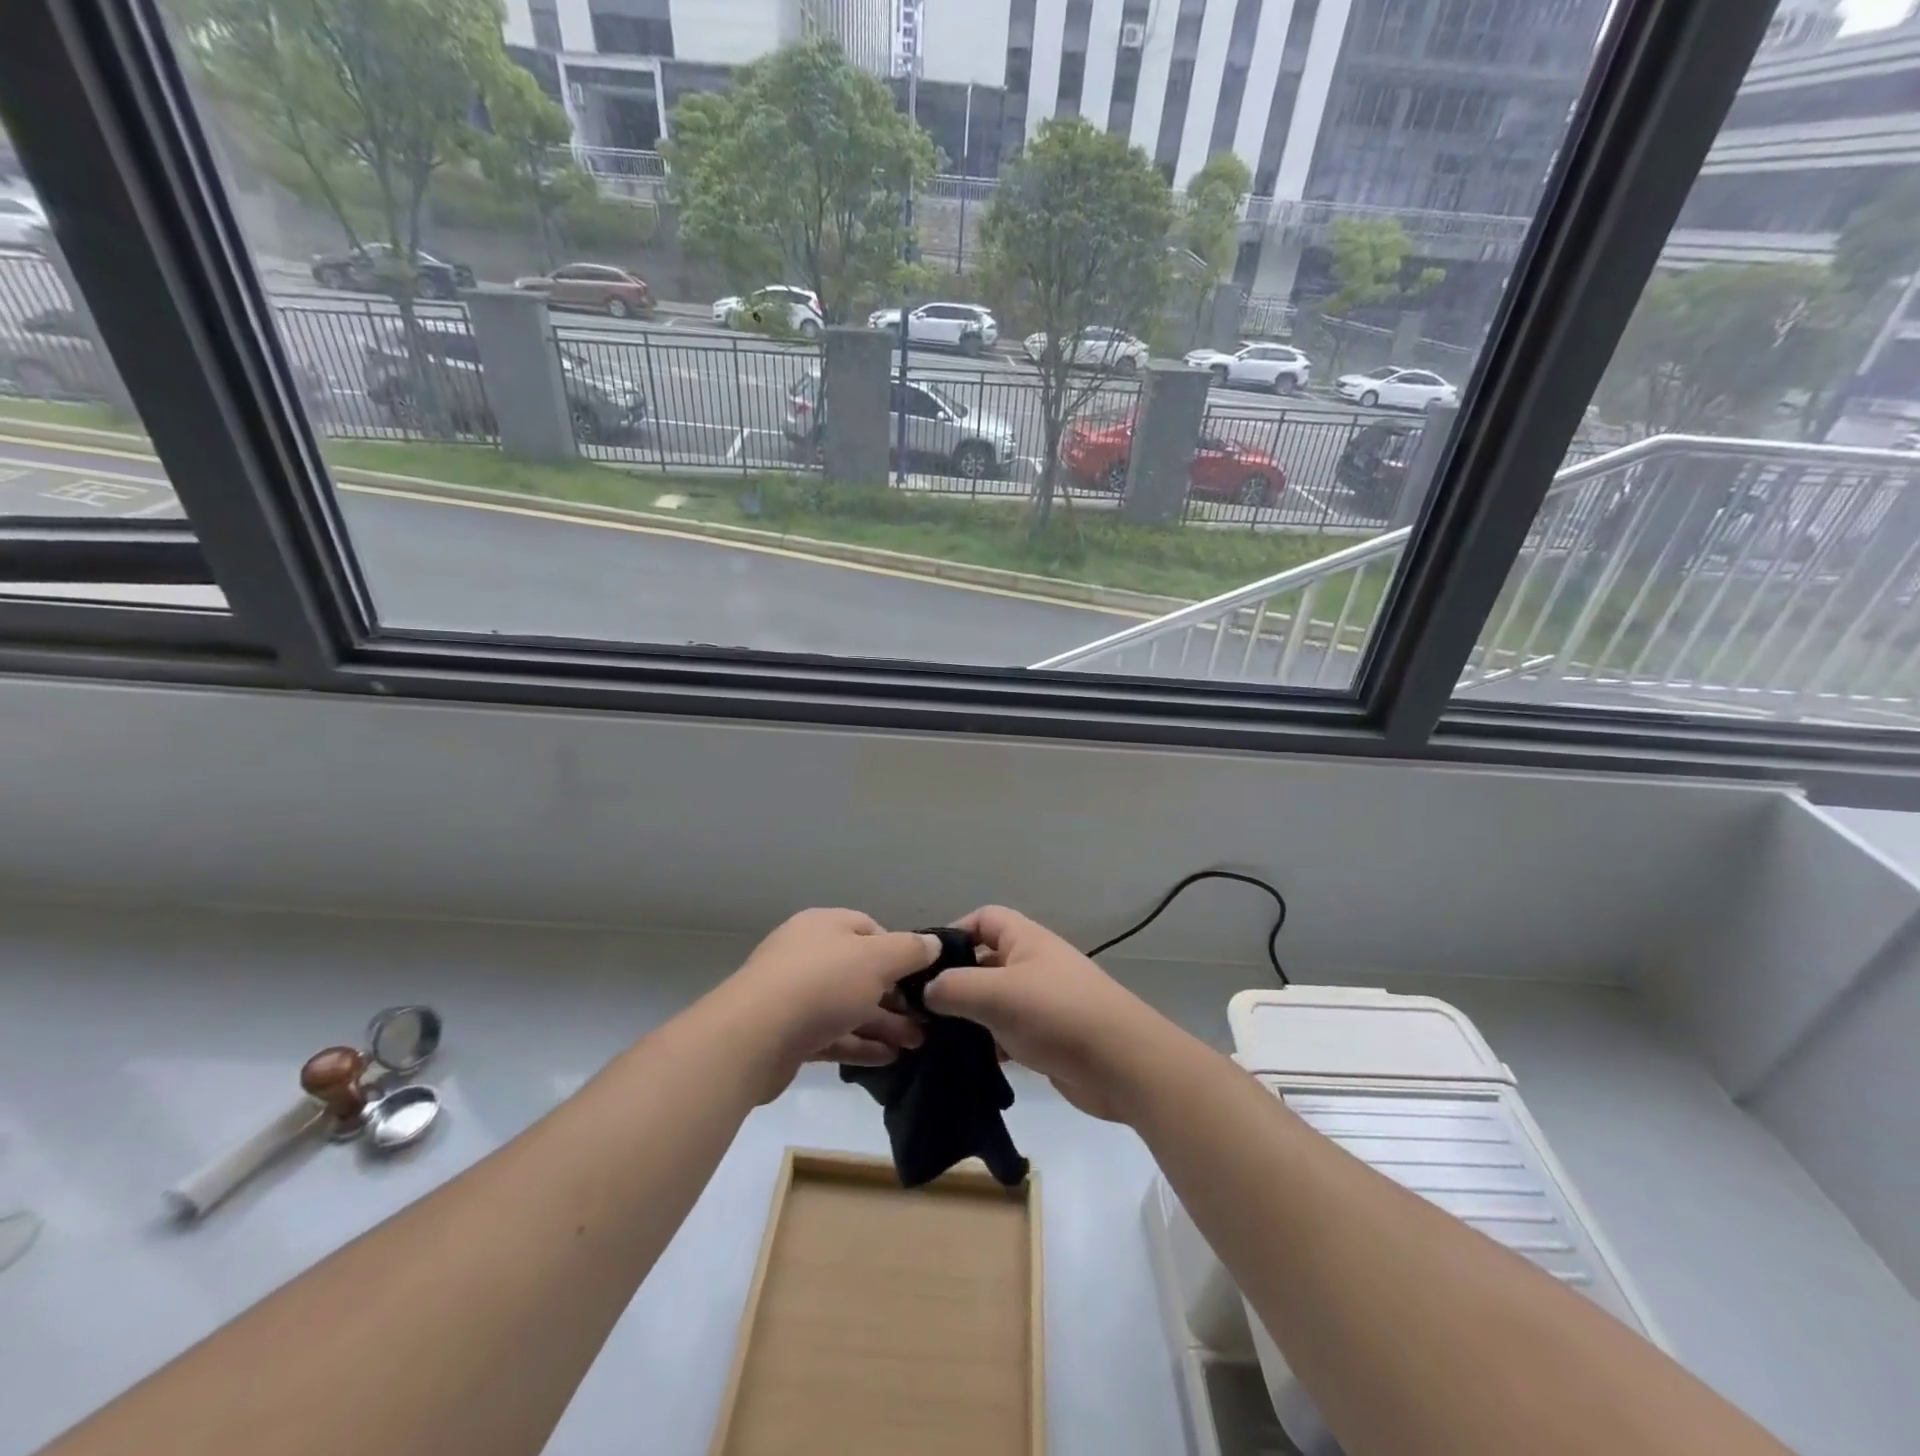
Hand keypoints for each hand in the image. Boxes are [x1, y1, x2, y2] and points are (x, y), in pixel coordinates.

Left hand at [719, 909, 939, 1098]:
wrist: (754, 1037)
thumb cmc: (822, 983)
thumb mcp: (877, 959)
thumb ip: (909, 950)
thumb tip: (933, 943)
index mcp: (824, 926)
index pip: (869, 929)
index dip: (899, 951)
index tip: (922, 976)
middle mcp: (808, 955)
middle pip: (860, 971)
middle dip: (896, 995)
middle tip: (927, 1019)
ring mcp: (794, 996)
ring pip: (848, 1006)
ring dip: (884, 1023)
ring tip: (918, 1043)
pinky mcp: (788, 1035)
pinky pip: (833, 1035)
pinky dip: (860, 1044)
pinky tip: (889, 1059)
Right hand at [923, 905, 1168, 1121]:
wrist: (1124, 1065)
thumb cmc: (1059, 1015)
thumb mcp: (998, 994)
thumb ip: (954, 988)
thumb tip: (926, 991)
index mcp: (1025, 940)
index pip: (984, 918)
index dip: (954, 932)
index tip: (924, 963)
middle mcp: (1033, 964)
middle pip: (985, 960)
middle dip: (954, 980)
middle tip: (918, 1007)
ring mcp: (1041, 1002)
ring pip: (993, 1000)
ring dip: (968, 1016)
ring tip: (932, 1038)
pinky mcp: (1046, 1037)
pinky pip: (1007, 1032)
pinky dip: (987, 1043)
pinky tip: (965, 1062)